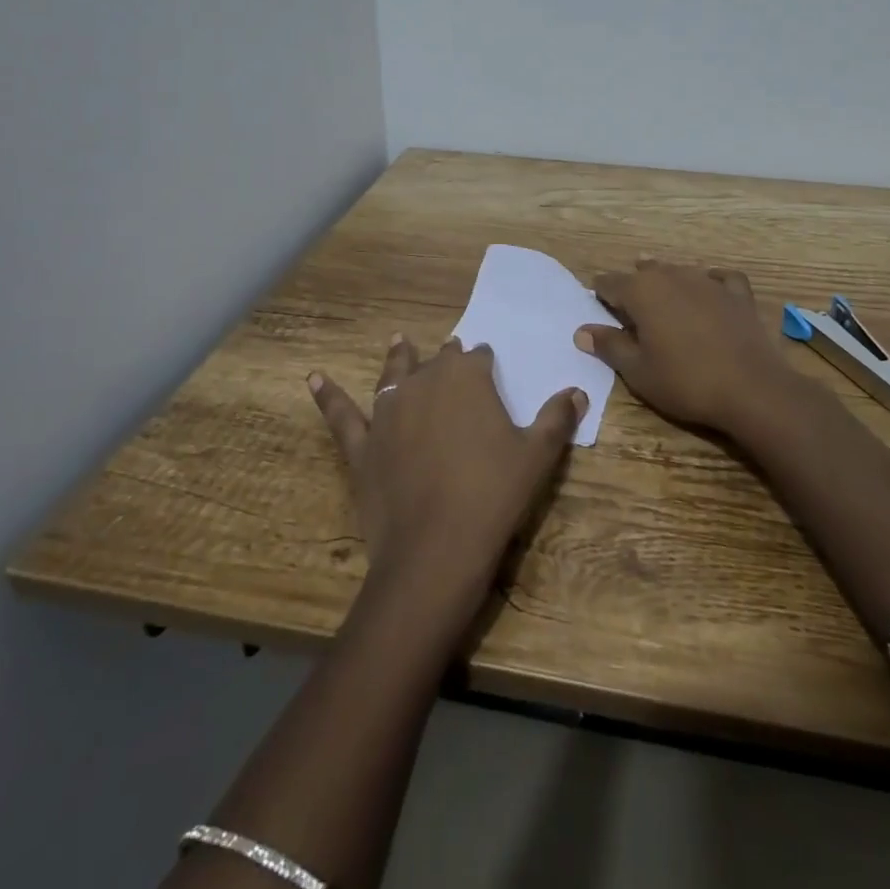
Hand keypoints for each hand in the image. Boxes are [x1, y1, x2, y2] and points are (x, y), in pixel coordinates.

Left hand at [309, 335, 585, 607]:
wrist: (436, 548)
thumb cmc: (494, 495)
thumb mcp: (537, 455)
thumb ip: (557, 418)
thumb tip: (576, 391)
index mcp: (467, 379)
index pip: (478, 358)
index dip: (484, 362)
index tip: (489, 364)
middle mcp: (424, 383)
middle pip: (437, 362)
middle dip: (447, 359)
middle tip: (452, 355)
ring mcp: (388, 412)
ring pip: (393, 375)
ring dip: (397, 357)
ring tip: (398, 340)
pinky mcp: (362, 445)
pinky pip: (341, 415)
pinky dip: (327, 396)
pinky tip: (313, 378)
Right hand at [574, 260, 803, 439]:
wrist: (751, 389)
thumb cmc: (685, 382)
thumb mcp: (638, 371)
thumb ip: (609, 346)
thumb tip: (582, 331)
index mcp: (642, 291)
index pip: (610, 283)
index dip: (600, 293)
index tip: (597, 305)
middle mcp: (673, 276)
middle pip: (645, 272)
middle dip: (633, 285)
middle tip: (629, 306)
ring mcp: (708, 281)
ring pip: (679, 270)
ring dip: (667, 280)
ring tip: (663, 295)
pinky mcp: (738, 293)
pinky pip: (720, 277)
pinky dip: (711, 281)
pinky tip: (710, 288)